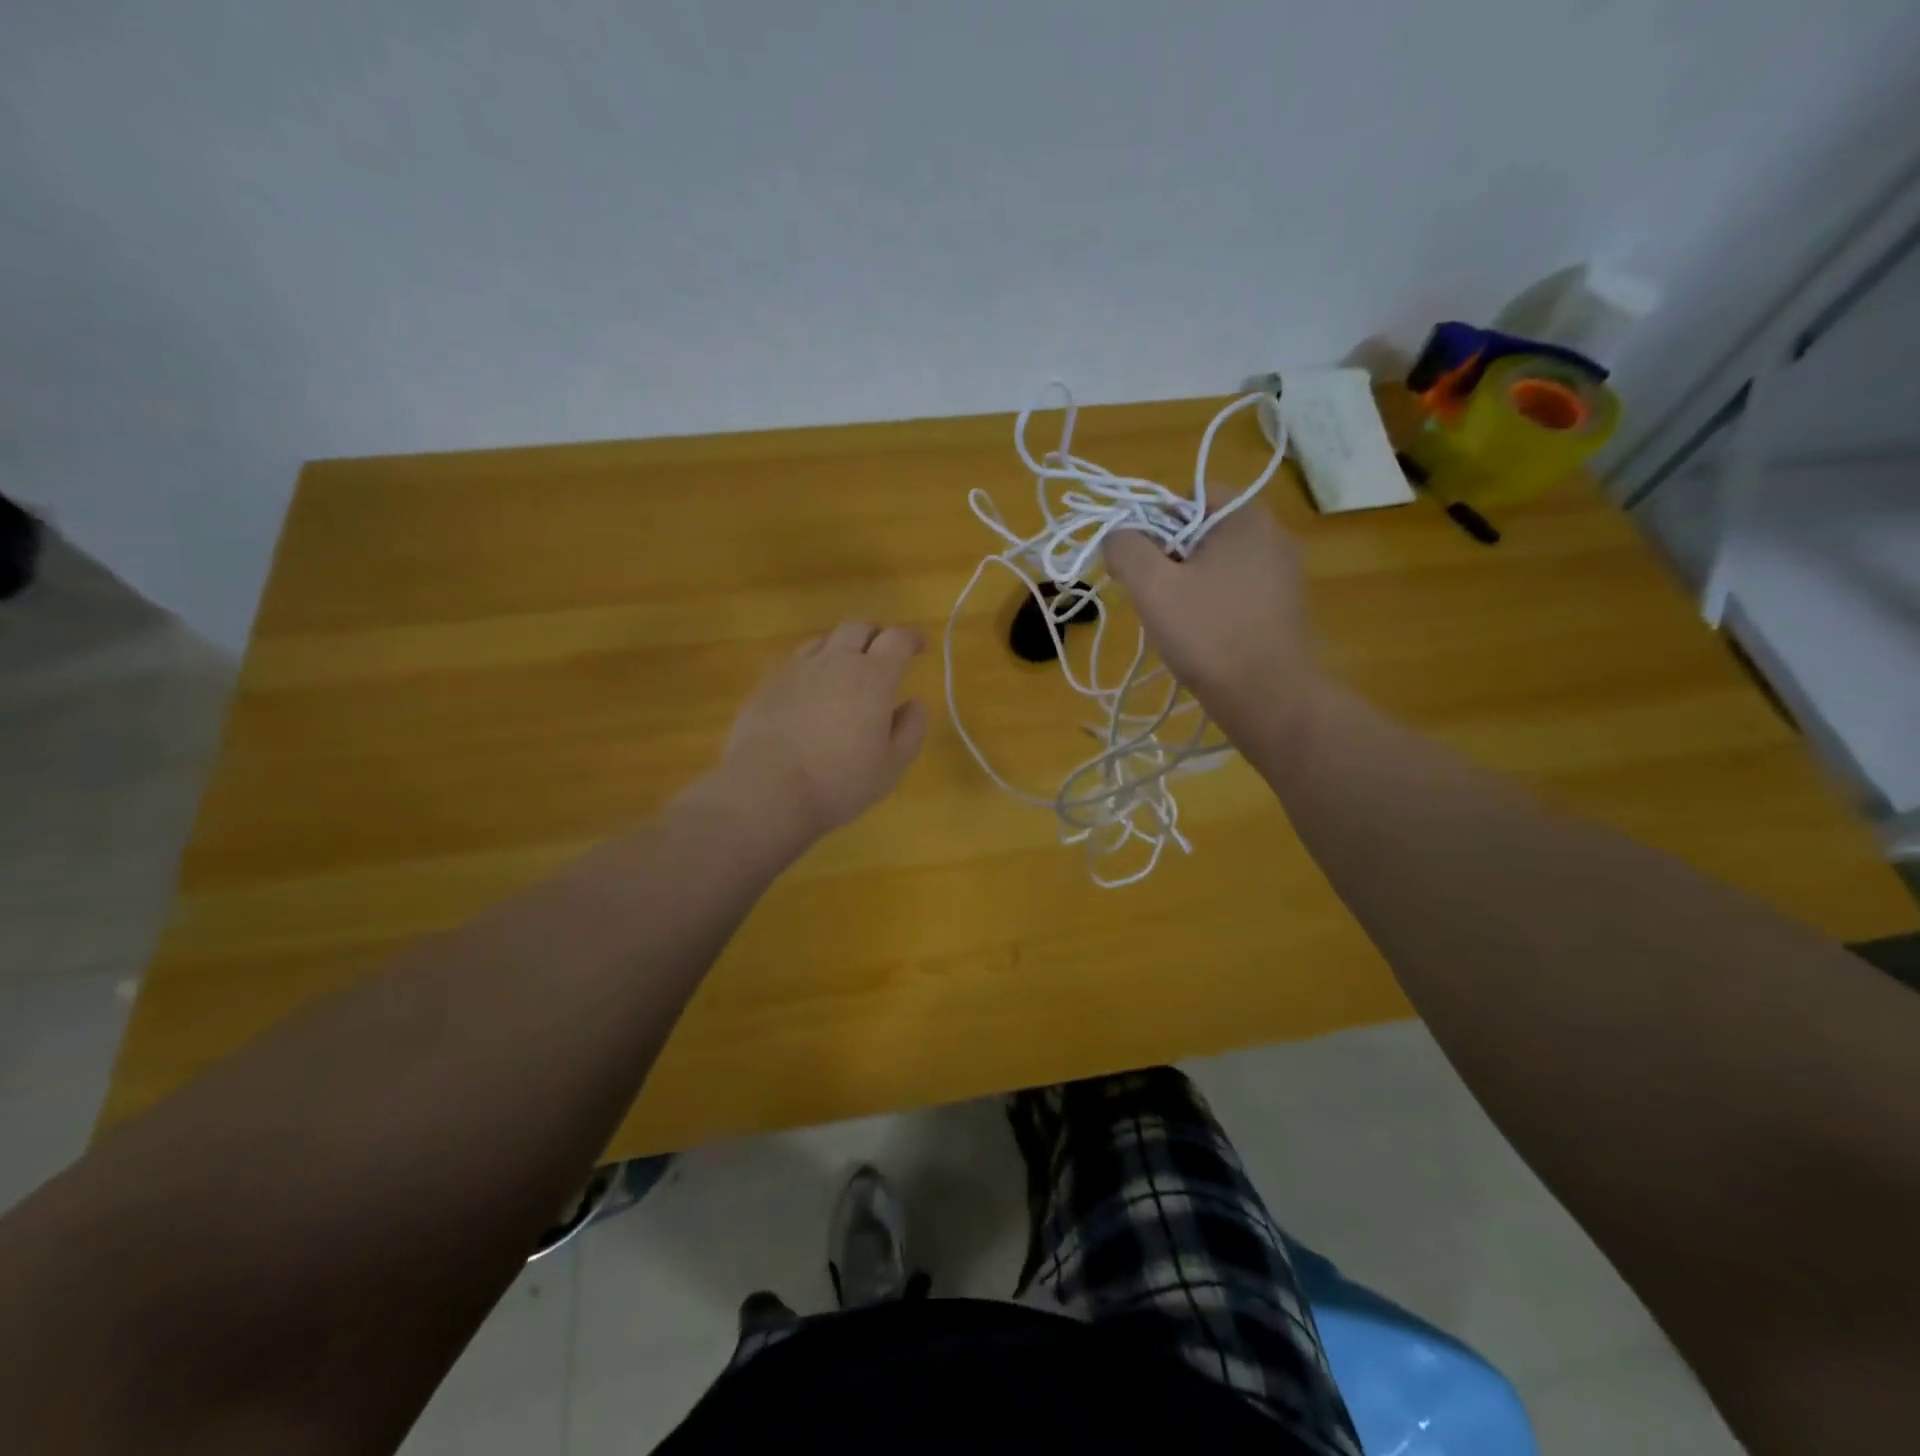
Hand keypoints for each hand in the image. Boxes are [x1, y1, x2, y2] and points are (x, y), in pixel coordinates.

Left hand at [715, 620, 929, 846]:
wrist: (767, 788)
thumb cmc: (839, 781)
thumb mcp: (891, 765)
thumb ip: (910, 729)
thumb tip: (915, 704)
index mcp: (873, 677)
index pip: (898, 639)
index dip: (912, 638)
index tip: (920, 646)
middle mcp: (836, 661)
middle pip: (858, 627)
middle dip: (876, 634)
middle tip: (883, 652)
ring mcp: (797, 669)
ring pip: (824, 639)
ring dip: (841, 646)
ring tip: (845, 667)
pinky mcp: (767, 683)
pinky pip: (795, 661)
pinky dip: (811, 665)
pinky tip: (809, 687)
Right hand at [1102, 490, 1321, 741]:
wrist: (1269, 698)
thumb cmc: (1209, 634)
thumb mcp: (1153, 586)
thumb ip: (1126, 549)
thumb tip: (1118, 535)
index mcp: (1246, 517)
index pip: (1188, 497)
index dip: (1154, 525)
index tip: (1143, 565)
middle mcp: (1273, 535)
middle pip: (1201, 531)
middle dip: (1169, 559)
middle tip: (1155, 597)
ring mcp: (1284, 573)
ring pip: (1216, 564)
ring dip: (1188, 585)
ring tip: (1178, 622)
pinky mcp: (1285, 607)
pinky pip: (1236, 590)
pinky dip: (1212, 605)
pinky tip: (1204, 636)